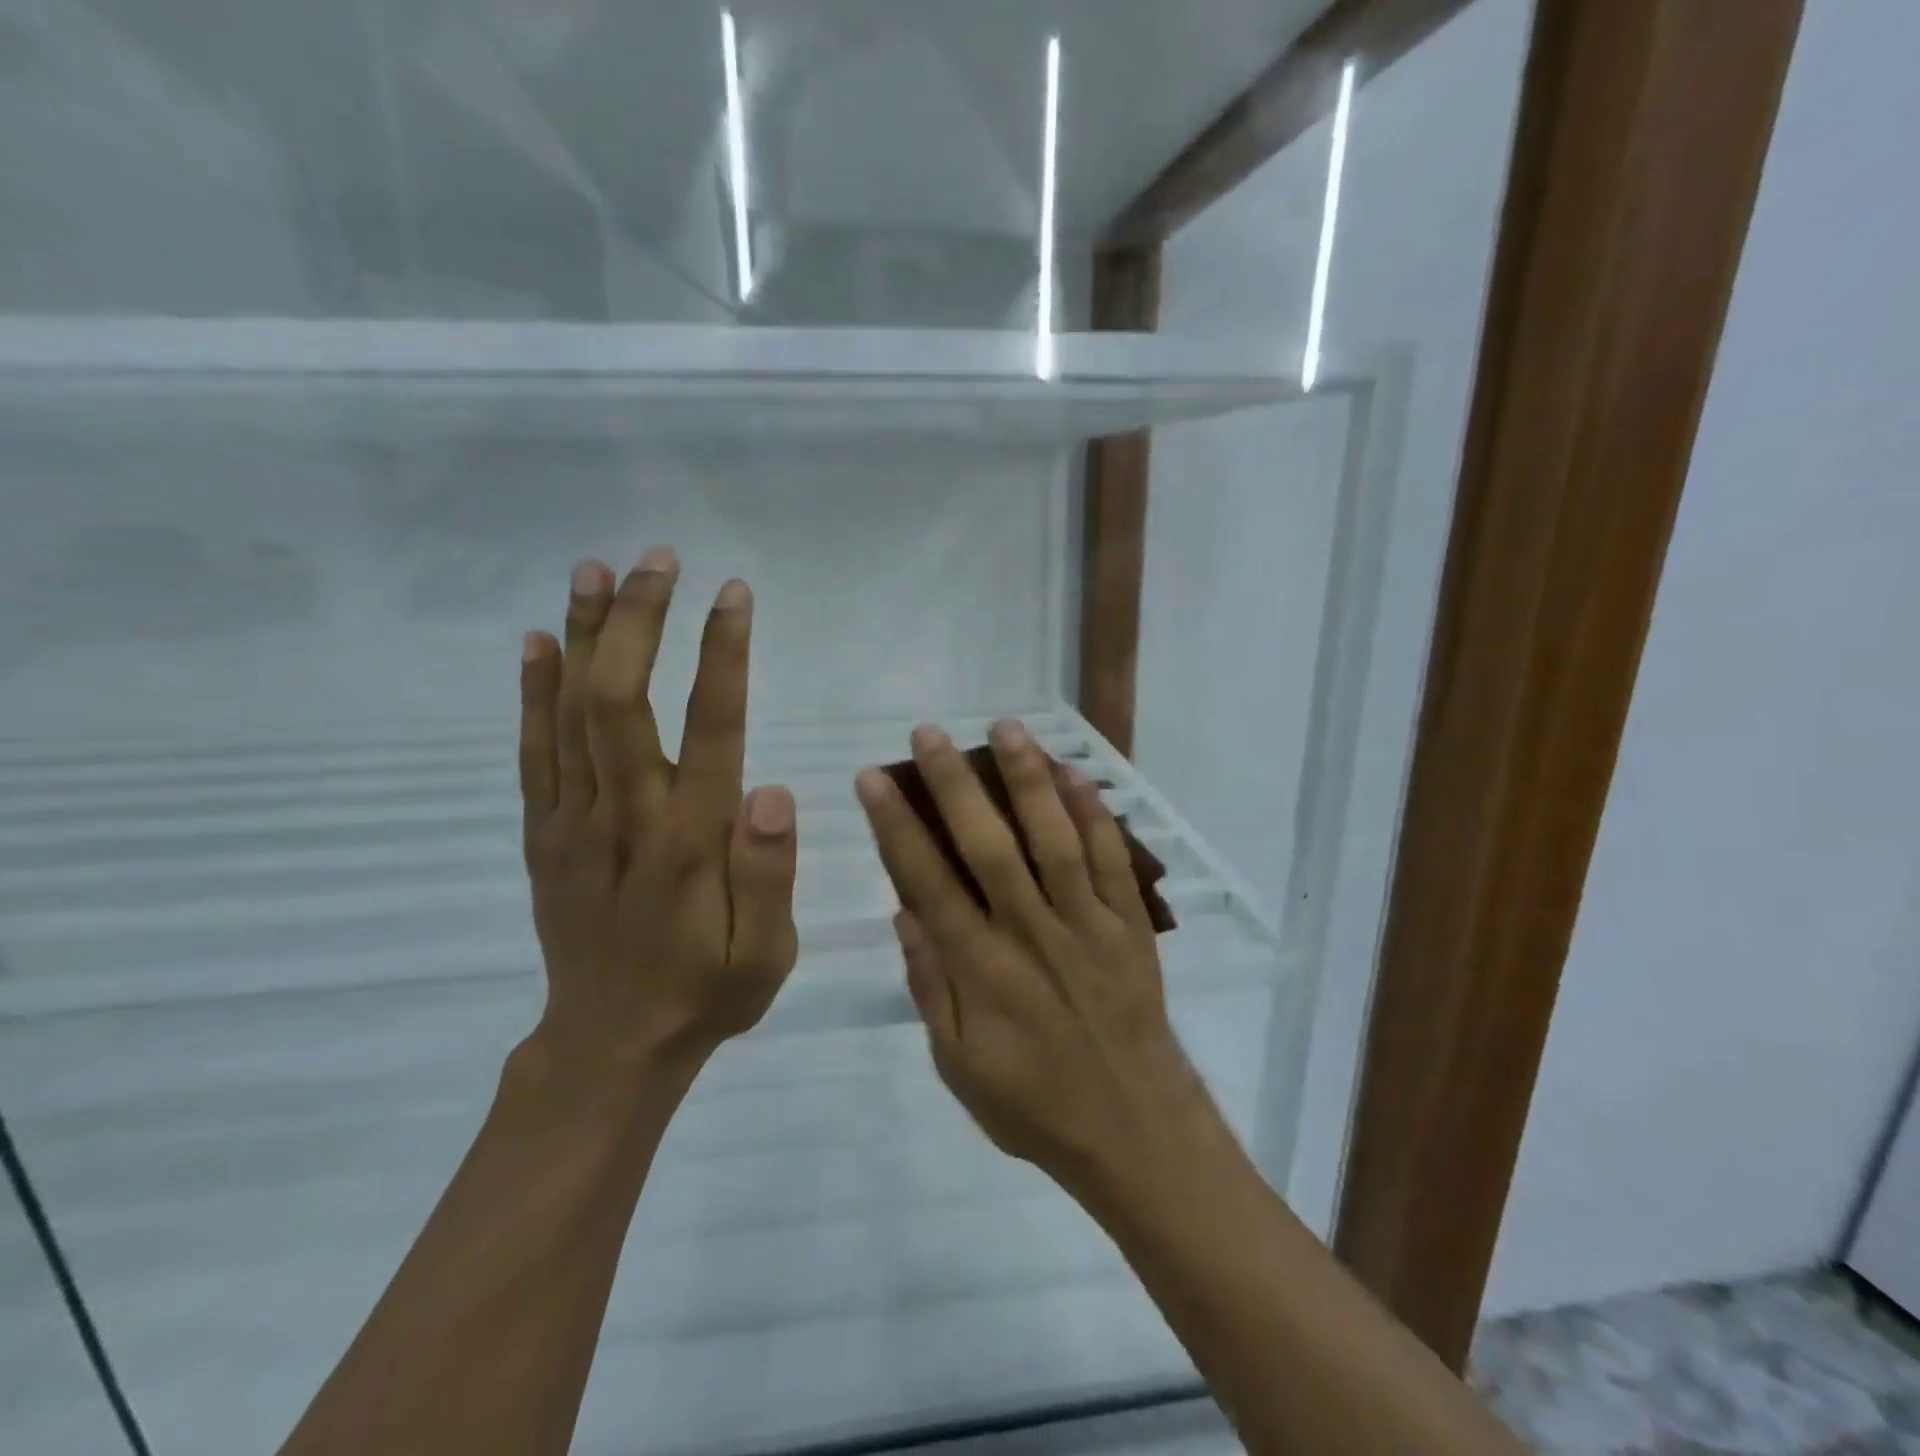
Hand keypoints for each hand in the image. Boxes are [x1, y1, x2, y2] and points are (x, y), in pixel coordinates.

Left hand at [517, 549, 798, 1083]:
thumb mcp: (767, 953)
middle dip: (641, 621)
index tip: (732, 594)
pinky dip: (532, 691)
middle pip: (622, 699)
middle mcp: (627, 816)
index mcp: (692, 841)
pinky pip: (533, 751)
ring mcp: (574, 822)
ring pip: (571, 712)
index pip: (710, 727)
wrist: (610, 1046)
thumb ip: (771, 874)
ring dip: (586, 635)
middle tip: (659, 559)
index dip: (721, 655)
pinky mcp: (543, 834)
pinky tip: (541, 640)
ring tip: (597, 569)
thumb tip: (772, 789)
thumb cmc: (707, 991)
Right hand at [855, 720, 1215, 1199]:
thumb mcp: (959, 1065)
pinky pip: (1112, 859)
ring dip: (1027, 779)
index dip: (897, 826)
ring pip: (1053, 838)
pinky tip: (1075, 773)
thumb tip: (903, 913)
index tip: (875, 779)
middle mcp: (1031, 932)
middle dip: (954, 784)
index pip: (927, 882)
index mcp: (981, 969)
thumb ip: (930, 986)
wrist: (1134, 1130)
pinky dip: (1093, 814)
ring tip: (1005, 728)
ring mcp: (1086, 923)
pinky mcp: (1129, 925)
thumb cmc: (1034, 1104)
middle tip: (930, 732)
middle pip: (987, 845)